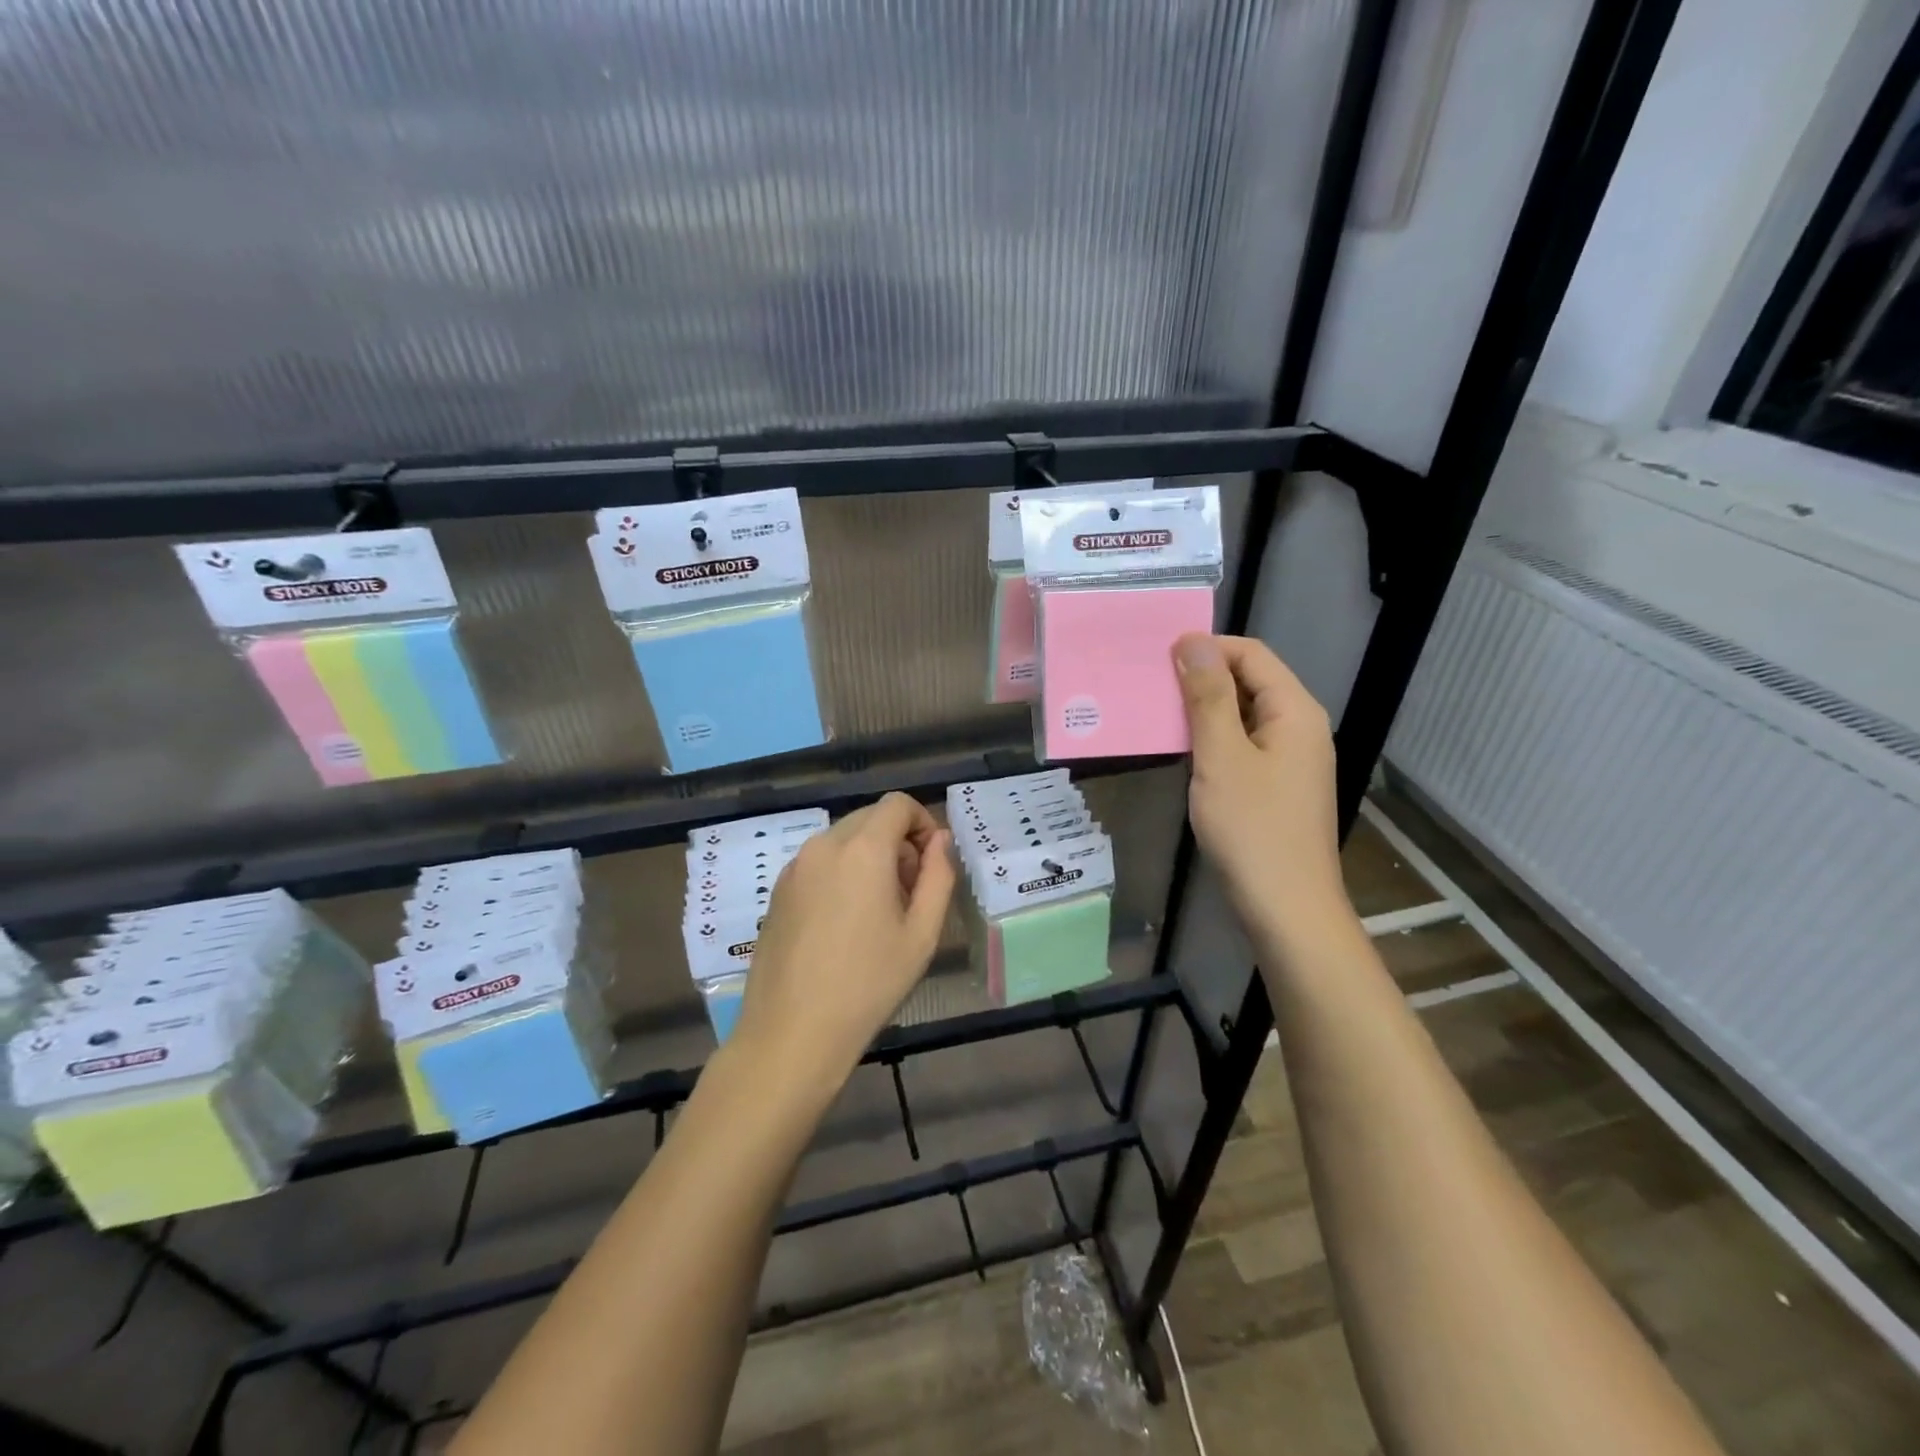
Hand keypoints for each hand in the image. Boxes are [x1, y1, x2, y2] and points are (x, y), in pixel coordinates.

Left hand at [733, 793, 954, 1098]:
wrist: (792, 1033)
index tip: (930, 863)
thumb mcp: (922, 933)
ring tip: (878, 911)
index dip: (922, 822)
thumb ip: (939, 876)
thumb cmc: (868, 984)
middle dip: (897, 841)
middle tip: (909, 892)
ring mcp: (794, 867)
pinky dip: (841, 872)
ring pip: (843, 839)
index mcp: (862, 849)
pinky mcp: (777, 890)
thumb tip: (940, 841)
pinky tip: (844, 923)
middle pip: (869, 818)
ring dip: (869, 856)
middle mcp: (823, 845)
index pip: (898, 804)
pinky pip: (819, 862)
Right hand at [1174, 634, 1353, 948]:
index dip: (1207, 648)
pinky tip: (1181, 751)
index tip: (1158, 657)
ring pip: (1243, 716)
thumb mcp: (1221, 756)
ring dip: (1203, 710)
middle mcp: (1299, 728)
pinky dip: (1212, 740)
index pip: (1251, 655)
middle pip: (1250, 682)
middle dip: (1202, 678)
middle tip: (1149, 684)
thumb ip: (1207, 696)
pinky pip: (1243, 746)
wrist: (1285, 909)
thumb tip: (1193, 641)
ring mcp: (1290, 760)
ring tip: (1156, 713)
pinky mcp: (1276, 787)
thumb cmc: (1252, 829)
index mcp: (1295, 712)